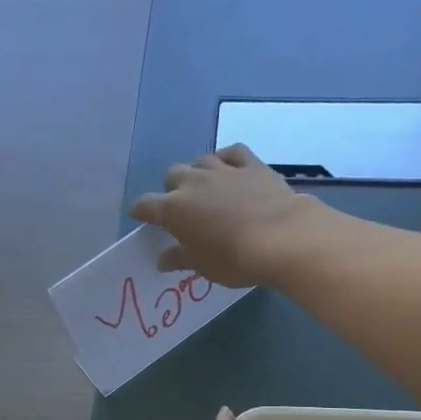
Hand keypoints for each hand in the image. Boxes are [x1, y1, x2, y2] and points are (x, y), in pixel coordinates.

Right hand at [130, 144, 314, 287]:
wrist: (281, 237)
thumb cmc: (234, 259)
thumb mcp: (203, 266)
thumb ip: (180, 258)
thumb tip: (162, 259)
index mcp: (173, 209)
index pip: (146, 205)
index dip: (140, 210)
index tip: (140, 216)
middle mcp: (193, 183)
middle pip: (172, 176)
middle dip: (172, 189)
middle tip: (181, 207)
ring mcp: (222, 169)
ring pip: (200, 161)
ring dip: (198, 172)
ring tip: (205, 187)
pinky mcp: (251, 164)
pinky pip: (232, 153)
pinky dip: (226, 159)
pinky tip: (229, 168)